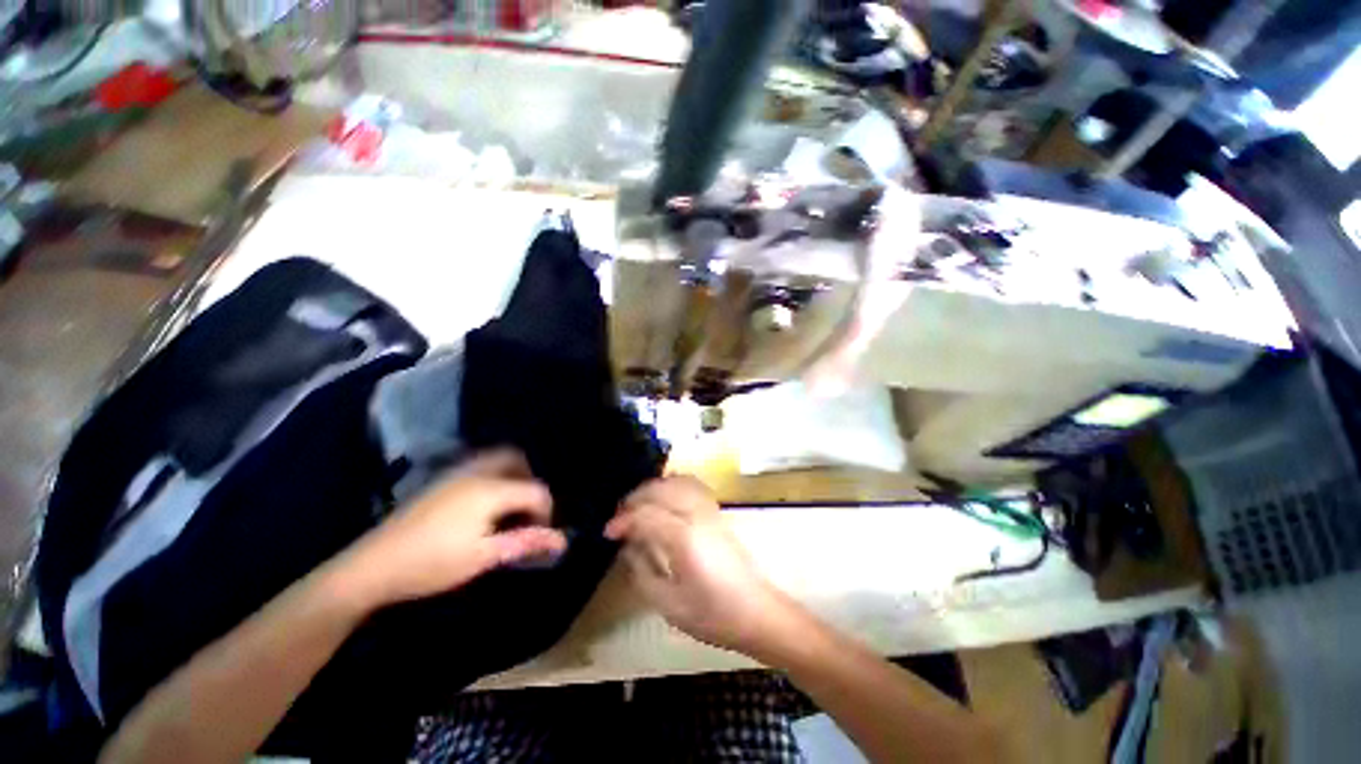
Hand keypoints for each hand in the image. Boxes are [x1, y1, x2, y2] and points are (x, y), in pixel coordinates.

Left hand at [340, 449, 565, 606]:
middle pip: (517, 459)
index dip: (546, 511)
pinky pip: (478, 465)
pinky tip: (482, 505)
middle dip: (530, 480)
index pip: (536, 489)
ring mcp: (455, 473)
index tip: (539, 535)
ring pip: (496, 459)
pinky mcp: (440, 481)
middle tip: (527, 510)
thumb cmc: (432, 563)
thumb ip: (525, 543)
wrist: (371, 567)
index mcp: (491, 489)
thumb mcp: (483, 557)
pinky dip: (492, 475)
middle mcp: (477, 472)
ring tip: (508, 506)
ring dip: (511, 475)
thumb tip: (562, 541)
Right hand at [604, 476, 797, 656]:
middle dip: (634, 498)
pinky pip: (691, 485)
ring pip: (676, 481)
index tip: (608, 533)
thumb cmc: (713, 615)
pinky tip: (664, 499)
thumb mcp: (669, 605)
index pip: (645, 515)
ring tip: (638, 507)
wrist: (756, 611)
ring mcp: (709, 509)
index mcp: (683, 538)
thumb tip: (628, 548)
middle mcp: (696, 515)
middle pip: (659, 489)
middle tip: (619, 518)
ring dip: (653, 489)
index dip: (622, 521)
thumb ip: (642, 572)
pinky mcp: (716, 511)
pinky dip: (672, 485)